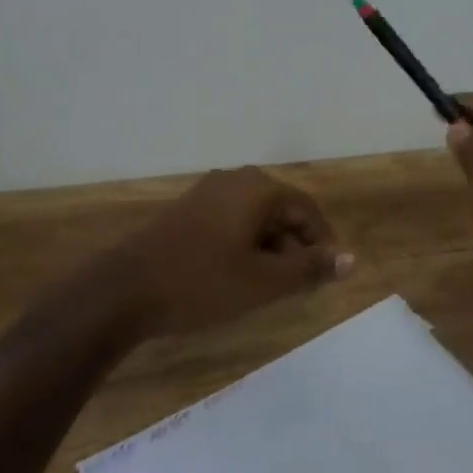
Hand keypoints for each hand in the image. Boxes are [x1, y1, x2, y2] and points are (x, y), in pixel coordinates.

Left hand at [101, 167, 354, 337]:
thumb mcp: (264, 282)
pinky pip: (231, 222)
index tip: (325, 277)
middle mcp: (235, 180)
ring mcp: (207, 193)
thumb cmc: (201, 283)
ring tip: (267, 287)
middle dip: (295, 247)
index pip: (307, 209)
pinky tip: (236, 277)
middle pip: (281, 210)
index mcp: (258, 188)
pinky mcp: (187, 211)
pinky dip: (244, 246)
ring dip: (269, 249)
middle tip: (295, 287)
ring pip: (255, 218)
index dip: (322, 242)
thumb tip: (350, 259)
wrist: (123, 291)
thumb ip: (309, 268)